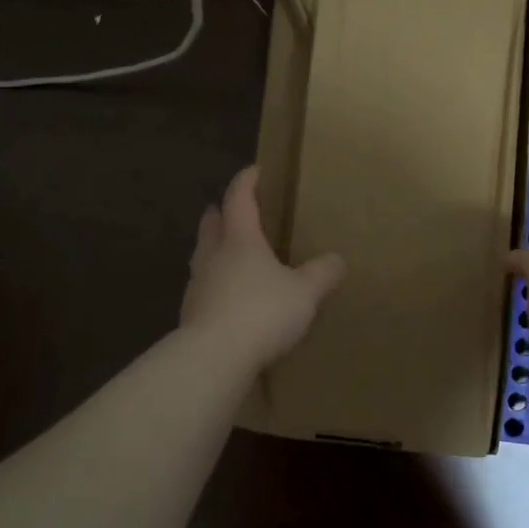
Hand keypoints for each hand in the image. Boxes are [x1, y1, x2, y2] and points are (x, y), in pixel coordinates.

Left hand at [181, 166, 345, 370]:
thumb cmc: (262, 312)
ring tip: (230, 254)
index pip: (239, 198)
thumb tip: (337, 259)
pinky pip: (204, 288)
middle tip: (231, 210)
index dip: (246, 181)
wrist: (214, 357)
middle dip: (221, 214)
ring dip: (214, 249)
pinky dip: (215, 283)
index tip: (255, 170)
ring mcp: (198, 285)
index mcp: (240, 240)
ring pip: (203, 256)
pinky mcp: (191, 314)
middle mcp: (213, 256)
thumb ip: (321, 274)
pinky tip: (229, 297)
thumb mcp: (304, 293)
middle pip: (212, 225)